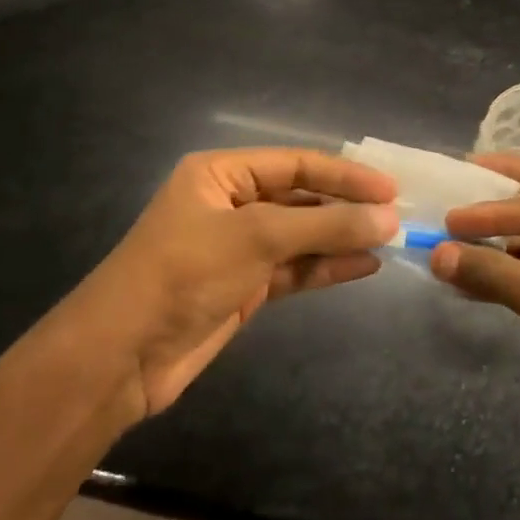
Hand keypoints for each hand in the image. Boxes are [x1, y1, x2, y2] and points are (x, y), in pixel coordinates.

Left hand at [79, 148, 397, 420]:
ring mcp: (238, 248)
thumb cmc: (184, 274)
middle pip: (300, 198)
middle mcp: (231, 204)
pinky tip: (365, 266)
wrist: (122, 356)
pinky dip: (327, 267)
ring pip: (301, 236)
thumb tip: (389, 218)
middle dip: (346, 208)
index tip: (391, 189)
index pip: (296, 163)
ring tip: (390, 240)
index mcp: (221, 174)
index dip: (345, 175)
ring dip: (342, 238)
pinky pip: (294, 269)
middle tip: (398, 217)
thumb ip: (325, 227)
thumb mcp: (257, 239)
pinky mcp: (244, 287)